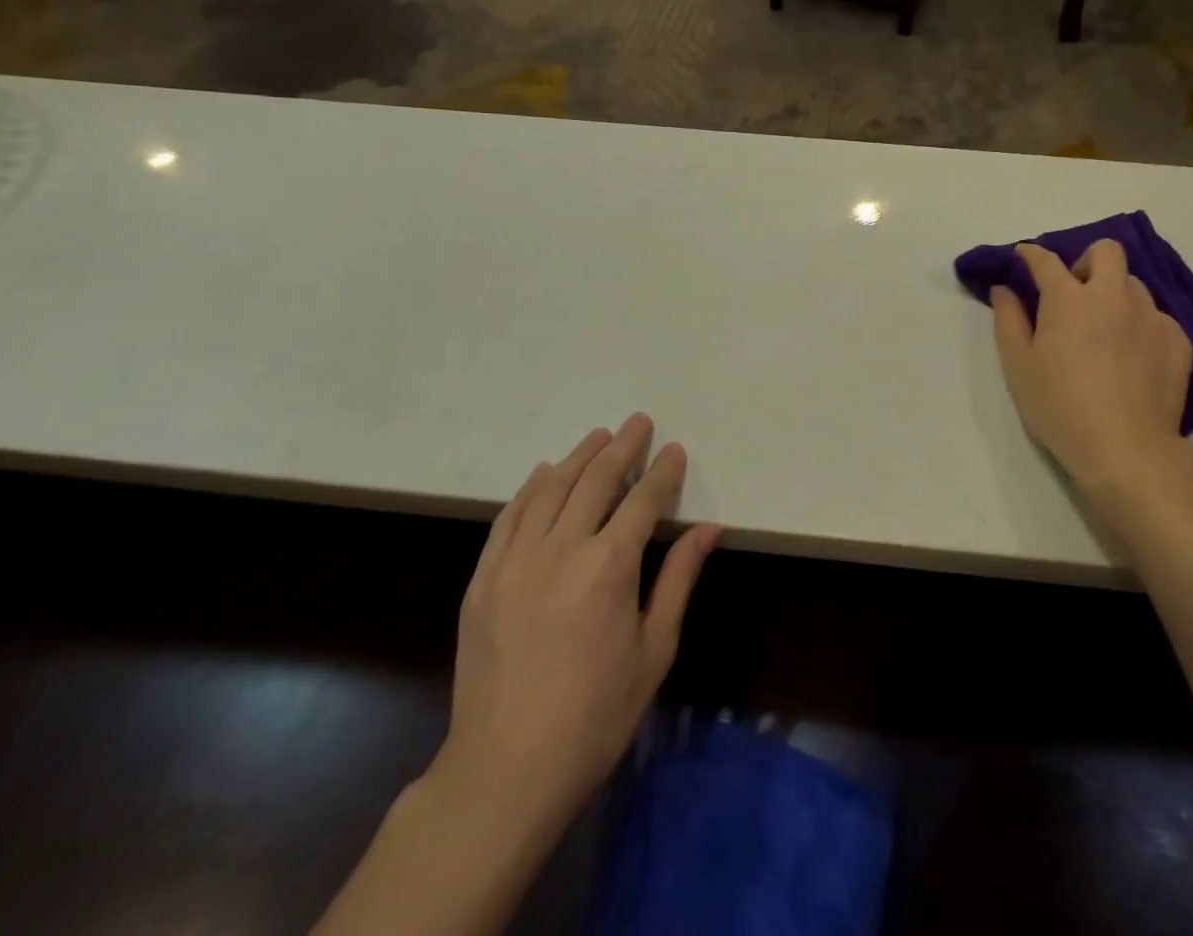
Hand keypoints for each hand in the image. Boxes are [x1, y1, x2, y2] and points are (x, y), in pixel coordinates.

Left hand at [433, 413, 719, 840]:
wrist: (505, 771)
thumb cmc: (596, 715)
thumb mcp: (655, 649)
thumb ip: (679, 579)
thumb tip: (710, 528)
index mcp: (609, 567)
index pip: (643, 500)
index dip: (662, 471)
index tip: (674, 450)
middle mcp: (560, 550)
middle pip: (595, 480)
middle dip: (622, 447)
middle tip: (638, 422)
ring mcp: (514, 562)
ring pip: (550, 489)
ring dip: (578, 456)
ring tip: (599, 436)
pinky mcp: (483, 580)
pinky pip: (508, 517)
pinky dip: (529, 488)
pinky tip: (543, 473)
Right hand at [991, 240, 1192, 494]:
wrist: (1126, 449)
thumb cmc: (1060, 407)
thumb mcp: (1018, 365)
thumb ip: (1008, 319)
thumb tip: (1004, 289)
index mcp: (1068, 298)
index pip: (1046, 260)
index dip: (1032, 253)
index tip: (1025, 256)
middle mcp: (1112, 295)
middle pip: (1106, 251)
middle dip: (1087, 261)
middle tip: (1076, 293)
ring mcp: (1150, 316)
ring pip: (1134, 285)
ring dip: (1116, 295)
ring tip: (1107, 330)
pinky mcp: (1178, 341)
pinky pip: (1157, 318)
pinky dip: (1141, 327)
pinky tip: (1133, 358)